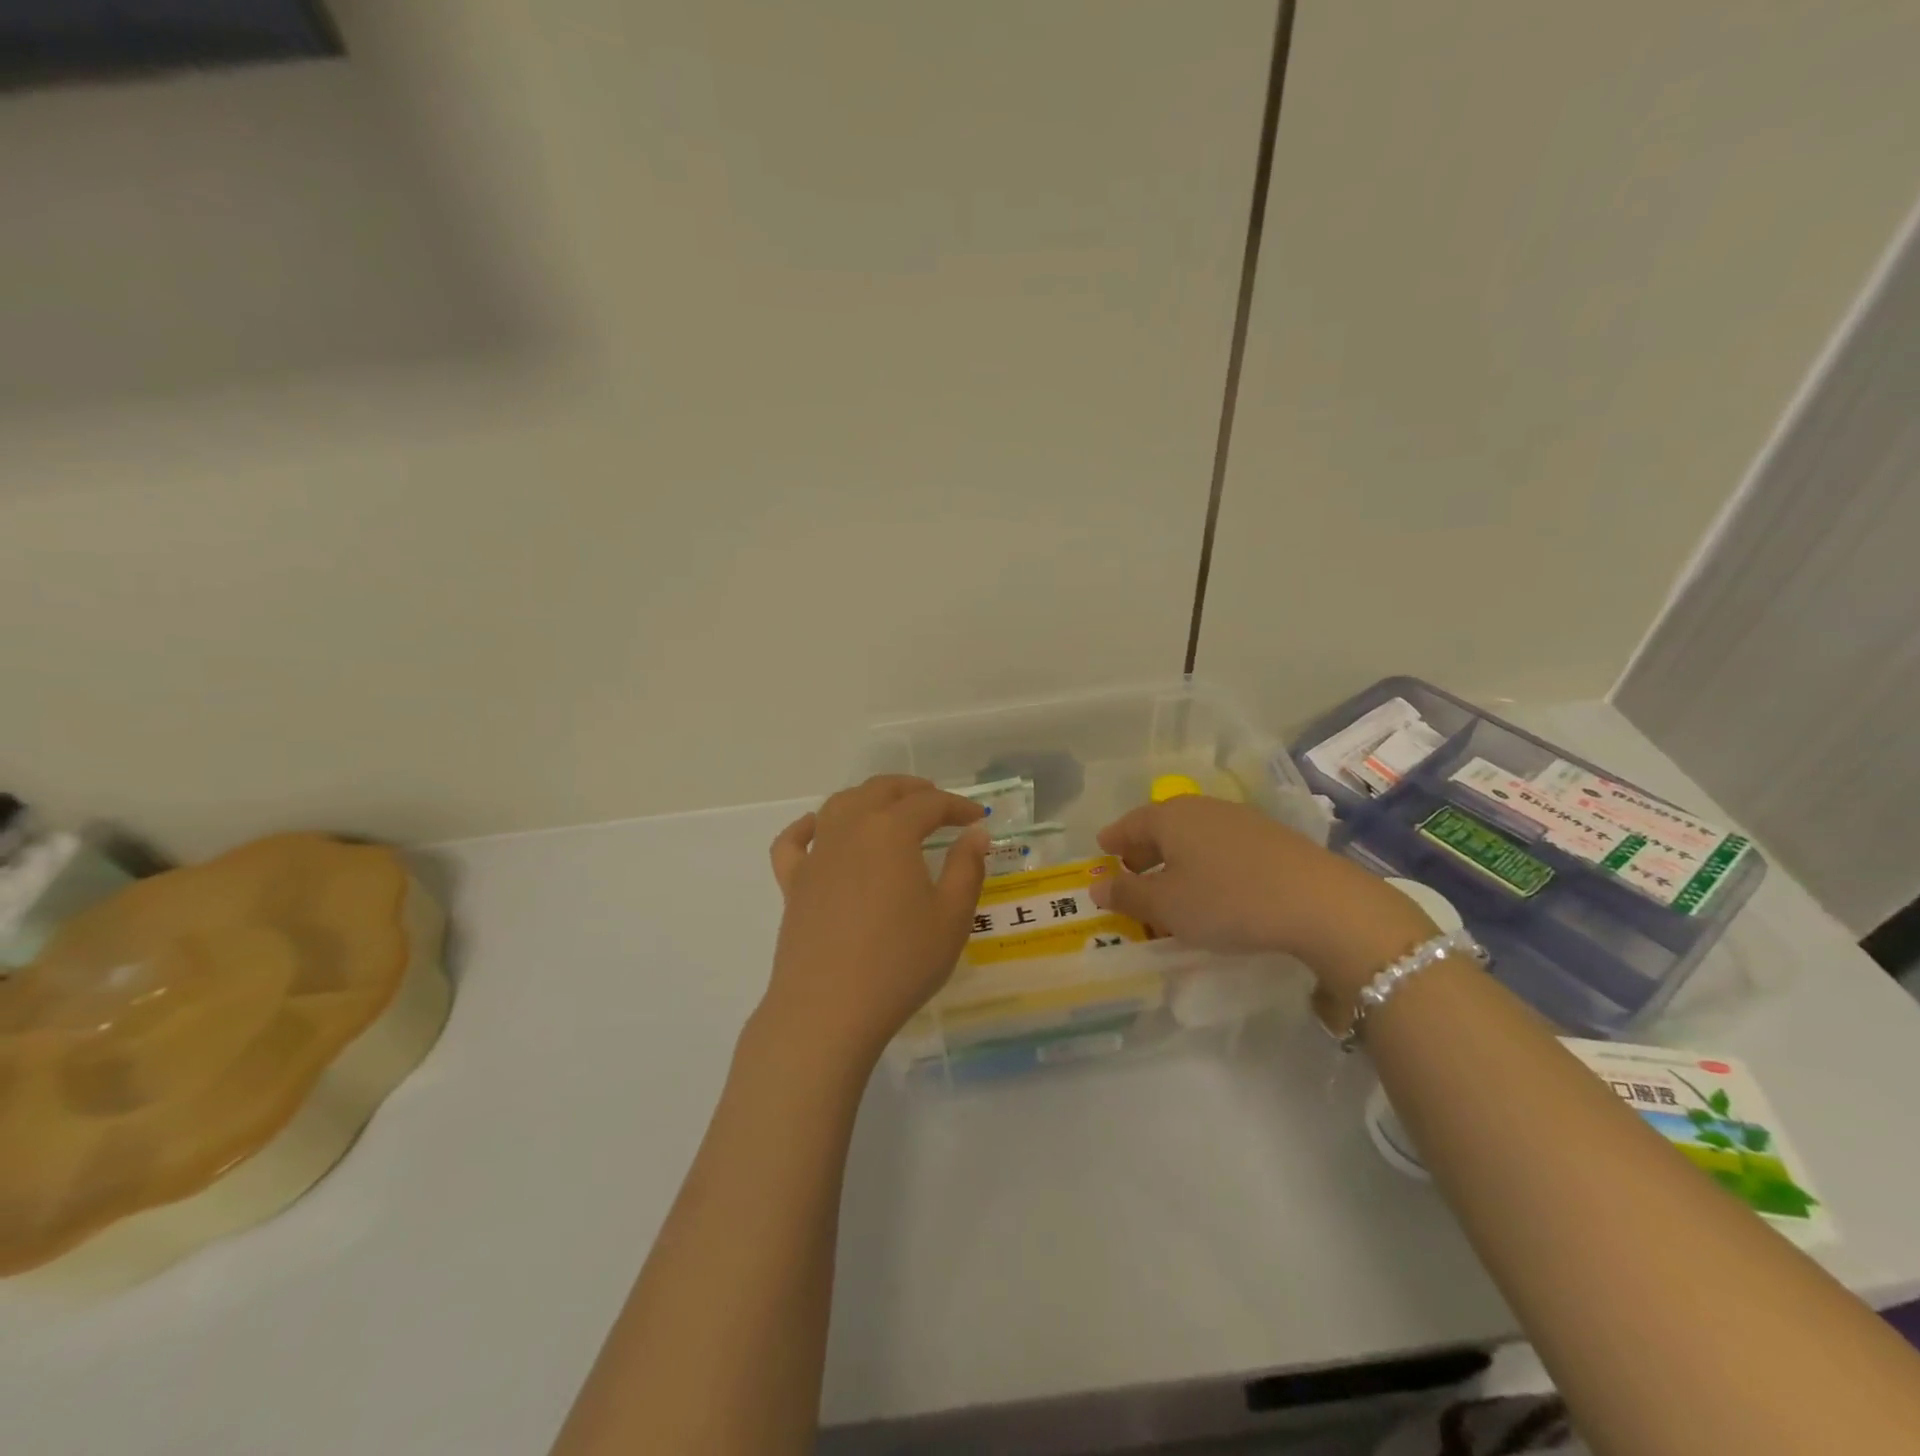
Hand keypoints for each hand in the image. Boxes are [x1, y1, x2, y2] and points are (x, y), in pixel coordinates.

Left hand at [761, 775, 989, 1068]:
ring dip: (869, 797)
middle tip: (938, 804)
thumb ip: (967, 867)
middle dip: (913, 790)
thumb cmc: (899, 963)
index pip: (930, 804)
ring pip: (840, 804)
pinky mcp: (792, 883)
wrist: (829, 1010)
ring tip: (890, 809)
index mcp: (891, 831)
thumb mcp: (951, 917)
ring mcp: (816, 855)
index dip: (958, 806)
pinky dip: (807, 826)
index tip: (979, 816)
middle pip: (881, 790)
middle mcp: (850, 829)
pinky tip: (818, 828)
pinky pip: (794, 842)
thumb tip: (975, 833)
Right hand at [1088, 796, 1434, 1004]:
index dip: (1114, 840)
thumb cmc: (1228, 901)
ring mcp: (1240, 819)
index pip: (1130, 824)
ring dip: (1177, 857)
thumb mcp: (1168, 906)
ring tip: (1172, 884)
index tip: (1102, 852)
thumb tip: (1097, 886)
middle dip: (1144, 849)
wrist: (1320, 903)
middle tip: (1132, 872)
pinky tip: (1213, 885)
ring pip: (1194, 835)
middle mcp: (1202, 808)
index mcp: (1170, 817)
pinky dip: (1206, 861)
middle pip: (1162, 825)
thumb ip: (1128, 894)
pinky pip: (1221, 844)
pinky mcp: (1271, 837)